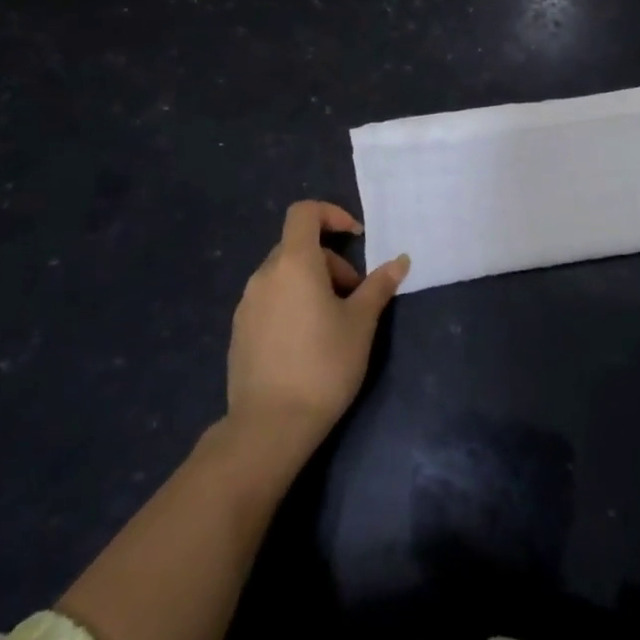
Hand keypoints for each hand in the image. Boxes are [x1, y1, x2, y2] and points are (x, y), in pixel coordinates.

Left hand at [227, 201, 408, 458]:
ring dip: (312, 283)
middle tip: (354, 296)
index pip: (304, 212)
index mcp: (294, 263)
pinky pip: (270, 300)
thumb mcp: (360, 323)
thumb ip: (379, 286)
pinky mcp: (239, 331)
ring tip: (333, 322)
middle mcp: (264, 275)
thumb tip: (400, 260)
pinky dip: (292, 303)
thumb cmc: (323, 365)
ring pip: (284, 275)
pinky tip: (307, 343)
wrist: (269, 426)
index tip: (356, 238)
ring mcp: (247, 304)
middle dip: (331, 261)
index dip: (332, 214)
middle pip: (298, 246)